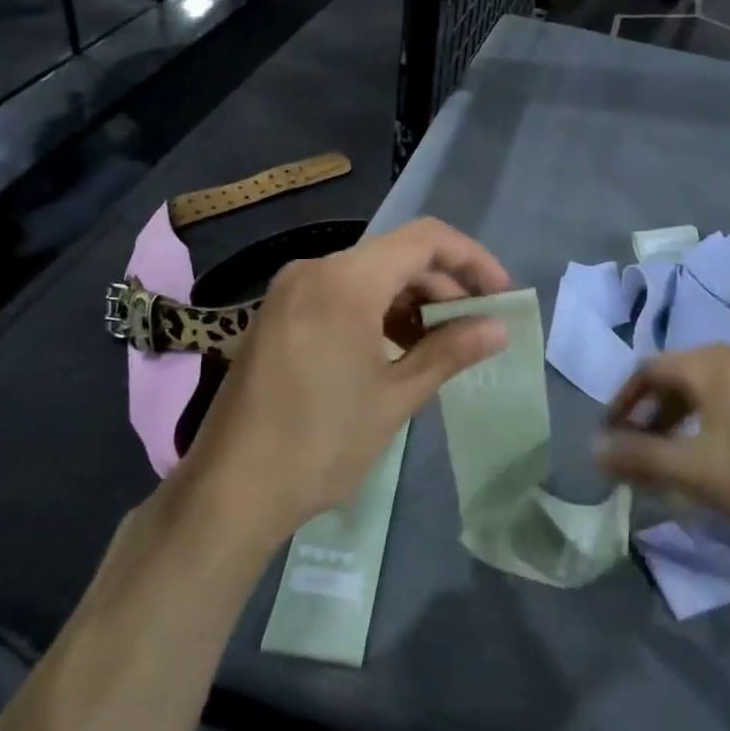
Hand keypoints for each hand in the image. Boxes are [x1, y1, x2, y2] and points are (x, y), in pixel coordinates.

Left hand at [186, 218, 510, 545]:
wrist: (229, 491)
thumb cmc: (321, 443)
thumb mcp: (395, 397)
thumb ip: (450, 351)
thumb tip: (498, 329)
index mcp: (344, 281)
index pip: (424, 240)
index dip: (471, 260)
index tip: (500, 295)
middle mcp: (314, 270)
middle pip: (397, 257)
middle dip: (443, 287)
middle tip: (477, 327)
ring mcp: (290, 292)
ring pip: (369, 276)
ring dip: (411, 302)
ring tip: (442, 344)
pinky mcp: (278, 315)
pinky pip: (340, 295)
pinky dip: (377, 312)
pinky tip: (397, 350)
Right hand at [595, 345, 729, 535]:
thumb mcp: (695, 470)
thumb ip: (640, 458)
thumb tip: (594, 448)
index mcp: (708, 364)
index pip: (647, 371)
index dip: (621, 403)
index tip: (609, 436)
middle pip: (678, 380)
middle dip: (651, 416)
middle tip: (640, 452)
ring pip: (709, 394)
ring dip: (683, 424)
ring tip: (678, 461)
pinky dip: (714, 426)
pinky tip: (725, 462)